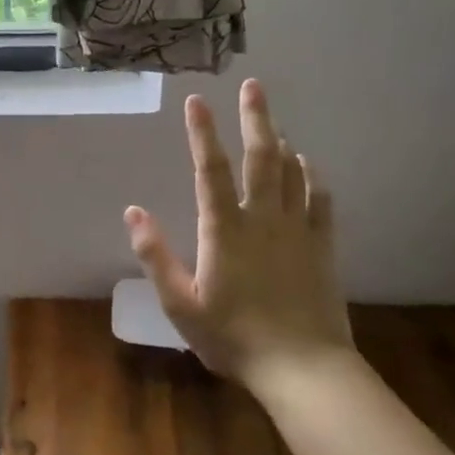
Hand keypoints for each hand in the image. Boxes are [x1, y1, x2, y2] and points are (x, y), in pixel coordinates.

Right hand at [124, 79, 353, 388]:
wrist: (303, 368)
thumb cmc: (233, 337)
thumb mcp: (180, 303)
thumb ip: (155, 255)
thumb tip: (132, 211)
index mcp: (224, 229)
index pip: (209, 169)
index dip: (201, 132)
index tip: (196, 100)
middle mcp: (263, 218)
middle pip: (261, 157)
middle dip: (256, 117)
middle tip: (254, 85)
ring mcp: (297, 230)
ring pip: (292, 172)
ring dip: (281, 140)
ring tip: (272, 120)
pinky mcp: (322, 246)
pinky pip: (319, 199)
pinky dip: (311, 176)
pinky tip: (306, 165)